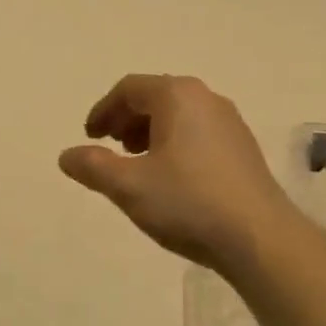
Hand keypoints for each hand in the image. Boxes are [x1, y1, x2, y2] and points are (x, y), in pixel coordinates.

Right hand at [58, 75, 302, 269]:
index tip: (89, 137)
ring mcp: (230, 123)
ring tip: (137, 164)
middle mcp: (207, 99)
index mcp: (178, 96)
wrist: (259, 237)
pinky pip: (198, 133)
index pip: (130, 88)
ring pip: (179, 116)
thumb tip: (67, 156)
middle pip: (156, 97)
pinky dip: (175, 144)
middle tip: (110, 147)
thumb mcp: (129, 186)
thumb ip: (93, 167)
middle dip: (127, 119)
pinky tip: (170, 178)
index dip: (103, 110)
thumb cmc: (188, 203)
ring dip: (150, 133)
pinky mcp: (243, 148)